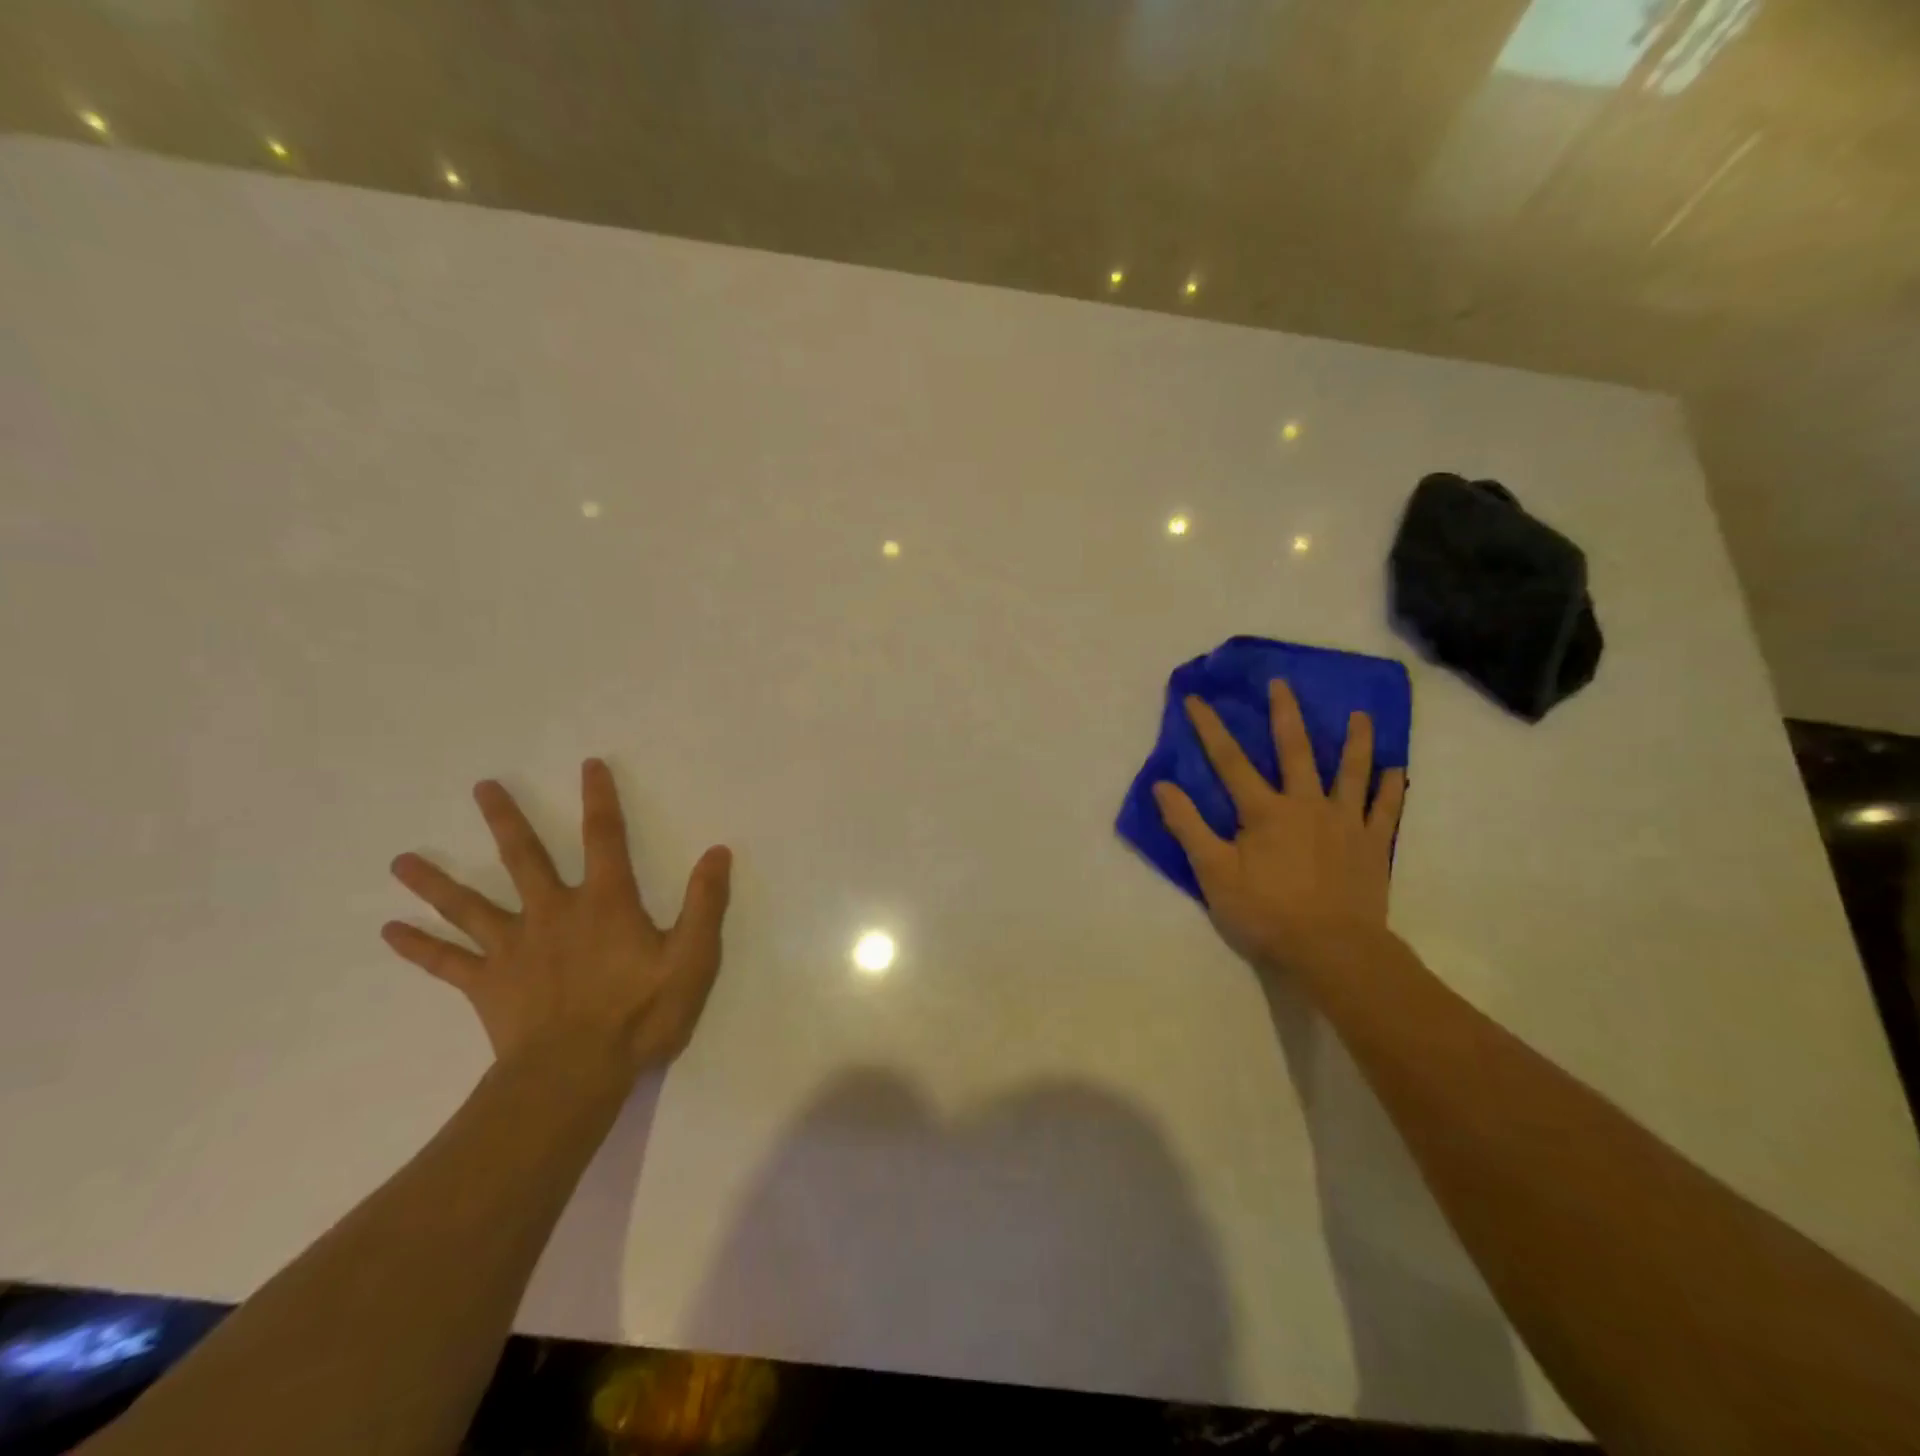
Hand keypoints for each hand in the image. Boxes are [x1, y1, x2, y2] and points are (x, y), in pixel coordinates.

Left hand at [382, 759, 731, 1074]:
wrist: (574, 1075)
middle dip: (505, 819)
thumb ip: (705, 903)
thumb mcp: (692, 958)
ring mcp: (513, 948)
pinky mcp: (487, 984)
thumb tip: (717, 852)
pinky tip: (389, 931)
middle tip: (482, 786)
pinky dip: (419, 946)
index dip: (600, 799)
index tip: (589, 765)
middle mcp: (553, 913)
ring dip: (436, 881)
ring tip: (401, 860)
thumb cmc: (640, 1014)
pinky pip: (447, 962)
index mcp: (604, 903)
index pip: (604, 837)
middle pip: (524, 857)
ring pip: (469, 905)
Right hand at [1153, 681, 1405, 981]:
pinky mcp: (1373, 845)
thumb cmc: (1265, 912)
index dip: (1210, 728)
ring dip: (1354, 741)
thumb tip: (1162, 785)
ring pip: (1350, 772)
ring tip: (1360, 715)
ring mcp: (1345, 823)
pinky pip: (1386, 810)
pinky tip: (1396, 770)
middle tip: (1282, 684)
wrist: (1331, 951)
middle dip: (1285, 715)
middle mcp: (1306, 805)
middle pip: (1295, 751)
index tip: (1195, 699)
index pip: (1229, 761)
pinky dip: (1391, 789)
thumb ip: (1187, 826)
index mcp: (1264, 811)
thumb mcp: (1213, 873)